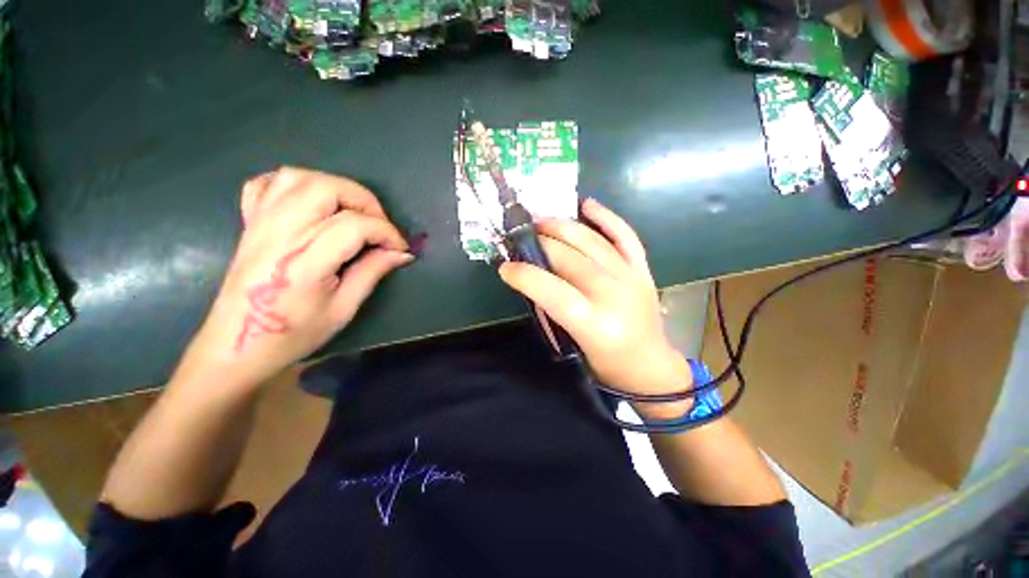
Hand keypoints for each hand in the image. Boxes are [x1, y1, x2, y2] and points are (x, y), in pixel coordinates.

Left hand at [176, 167, 411, 388]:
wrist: (236, 347)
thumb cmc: (293, 334)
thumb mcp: (343, 309)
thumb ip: (372, 273)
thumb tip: (401, 253)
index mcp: (305, 260)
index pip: (355, 225)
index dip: (387, 232)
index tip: (400, 248)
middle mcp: (280, 233)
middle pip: (326, 188)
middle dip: (364, 200)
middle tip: (378, 225)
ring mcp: (260, 224)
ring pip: (298, 177)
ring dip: (333, 187)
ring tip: (350, 212)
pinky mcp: (249, 224)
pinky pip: (266, 185)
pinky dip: (294, 185)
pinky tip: (311, 203)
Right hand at [498, 198, 692, 418]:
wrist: (649, 366)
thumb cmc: (606, 363)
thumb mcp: (572, 344)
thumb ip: (552, 309)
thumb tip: (532, 278)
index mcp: (594, 324)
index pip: (552, 290)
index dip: (524, 275)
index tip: (505, 267)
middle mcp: (613, 295)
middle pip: (569, 259)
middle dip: (539, 245)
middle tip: (520, 239)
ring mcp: (631, 277)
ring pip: (592, 241)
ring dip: (562, 226)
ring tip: (541, 221)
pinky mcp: (642, 269)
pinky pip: (624, 235)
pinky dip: (605, 217)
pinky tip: (586, 204)